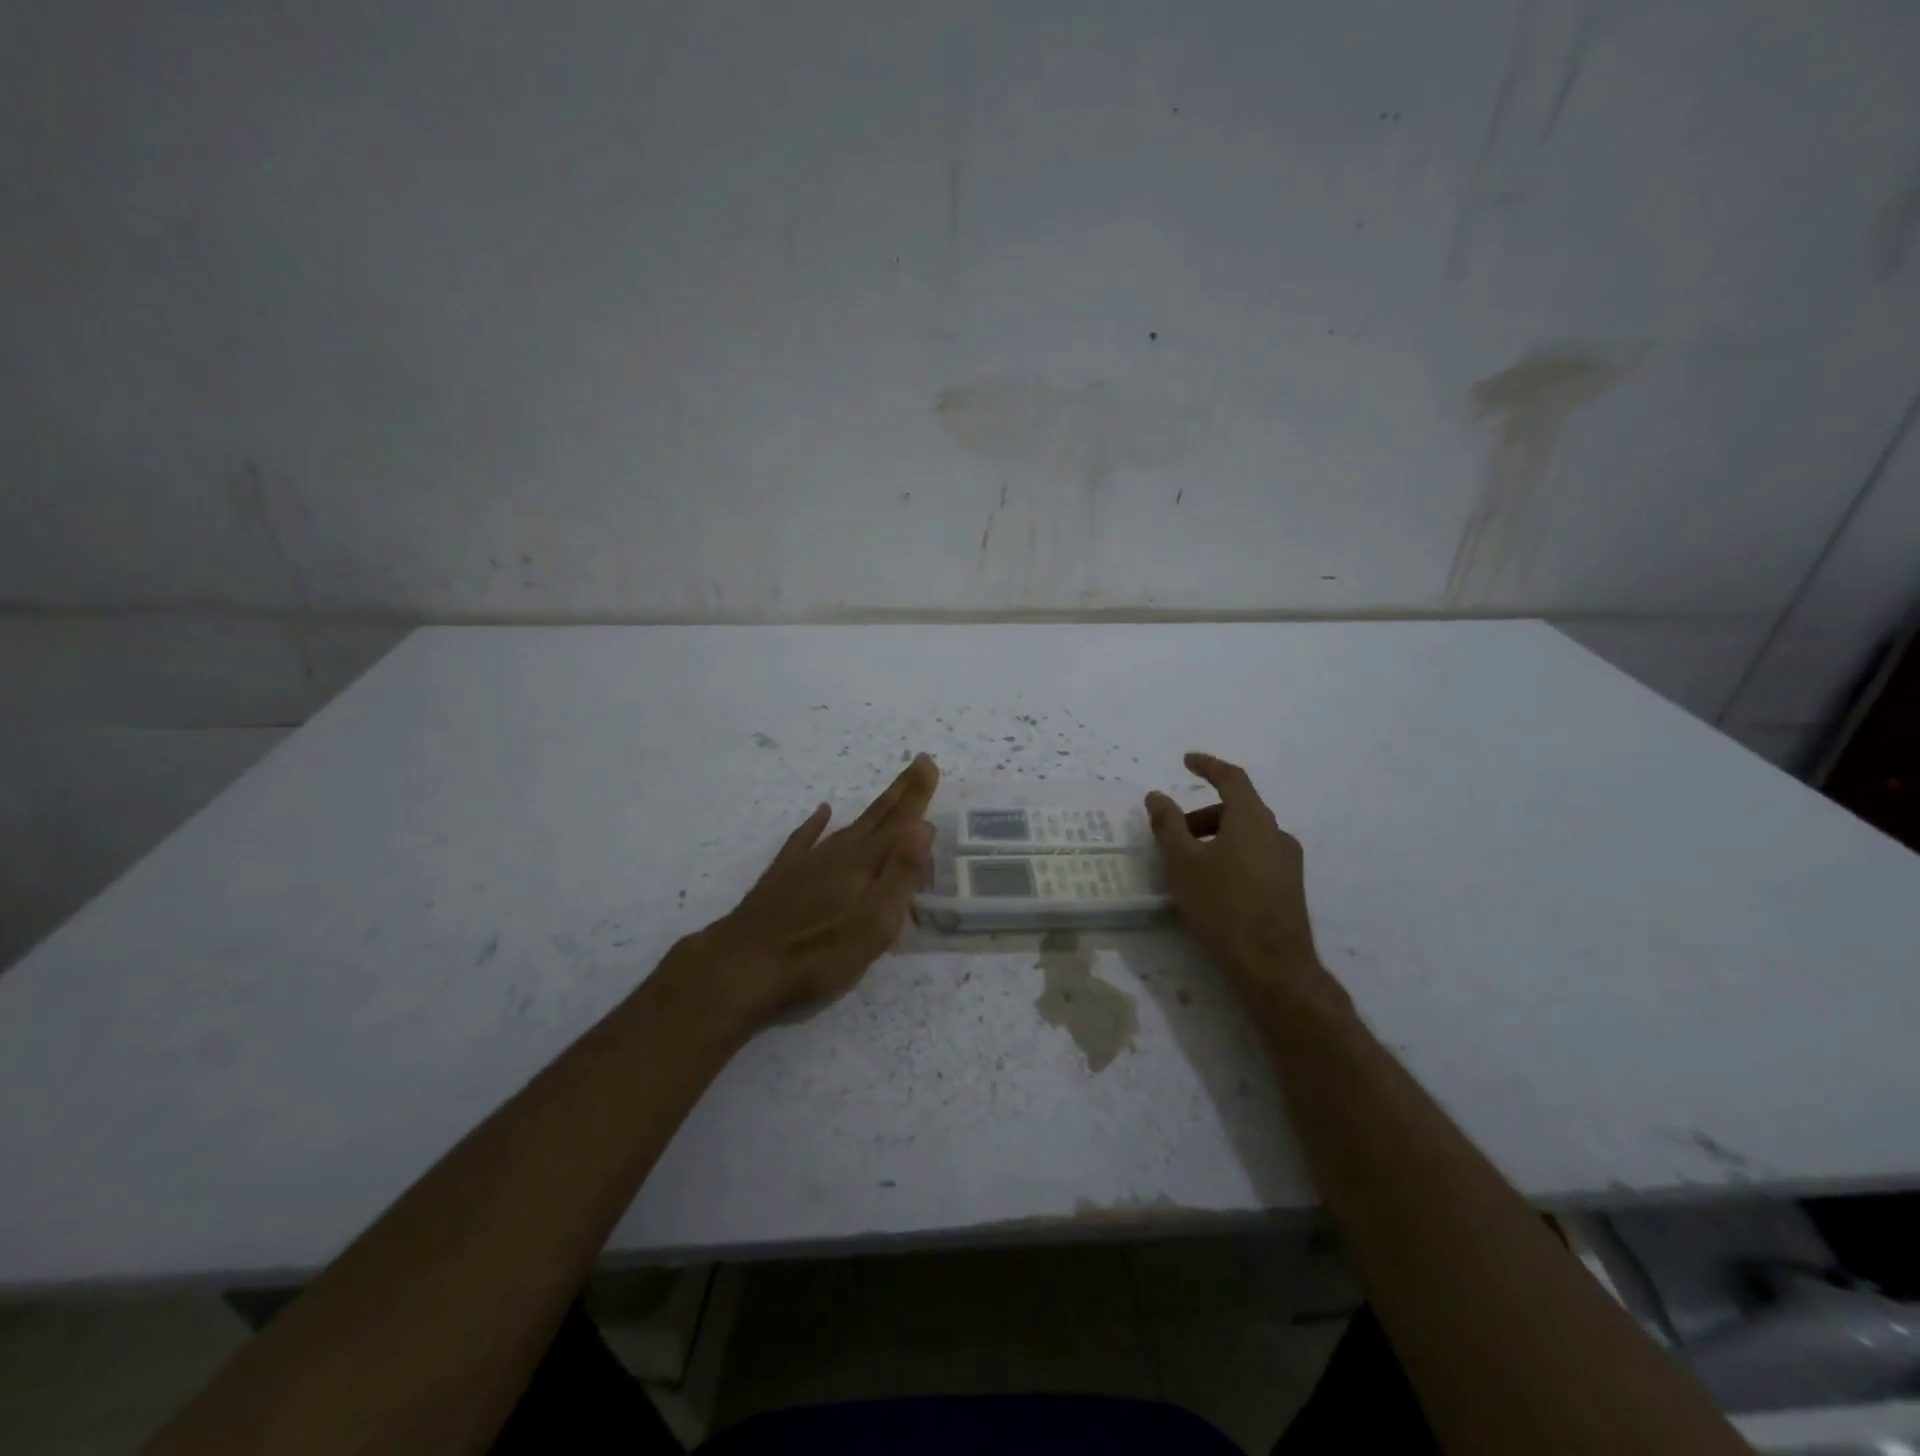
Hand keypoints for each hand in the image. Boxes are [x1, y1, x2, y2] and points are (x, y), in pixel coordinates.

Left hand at [691, 754, 938, 1031]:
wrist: (744, 965)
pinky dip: (816, 823)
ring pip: (848, 826)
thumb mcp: (874, 924)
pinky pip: (804, 838)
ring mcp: (808, 862)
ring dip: (872, 810)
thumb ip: (900, 875)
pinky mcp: (783, 876)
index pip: (900, 823)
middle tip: (918, 763)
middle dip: (901, 792)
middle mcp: (838, 853)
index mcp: (864, 864)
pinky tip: (822, 811)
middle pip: (876, 817)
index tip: (929, 763)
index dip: (916, 795)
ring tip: (889, 796)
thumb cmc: (819, 953)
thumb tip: (922, 828)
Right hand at [1145, 753, 1330, 1001]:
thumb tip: (1156, 796)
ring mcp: (1288, 862)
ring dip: (1215, 838)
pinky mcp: (1289, 888)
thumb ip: (1168, 825)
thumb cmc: (1222, 906)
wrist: (1273, 966)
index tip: (1186, 760)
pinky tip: (1212, 886)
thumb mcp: (1183, 863)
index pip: (1231, 778)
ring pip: (1246, 836)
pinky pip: (1255, 857)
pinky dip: (1230, 856)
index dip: (1207, 765)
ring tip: (1188, 866)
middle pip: (1237, 809)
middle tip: (1172, 834)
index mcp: (1253, 819)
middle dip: (1201, 815)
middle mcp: (1276, 833)